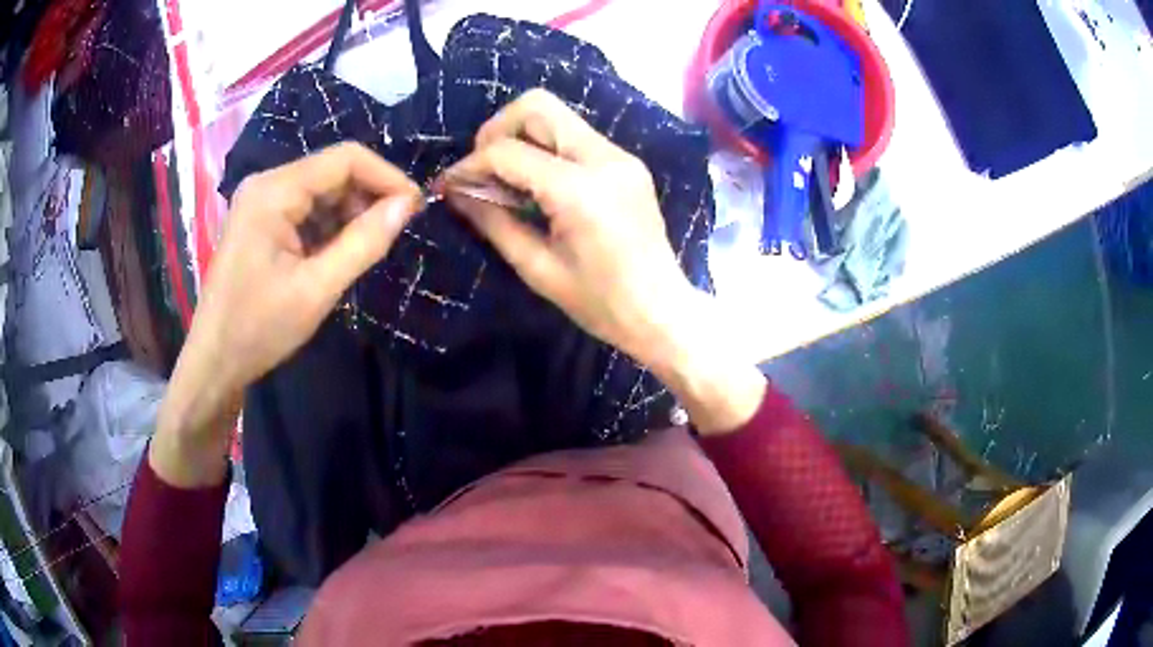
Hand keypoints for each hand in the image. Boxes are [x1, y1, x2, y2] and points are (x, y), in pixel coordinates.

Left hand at [152, 143, 421, 485]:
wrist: (214, 361)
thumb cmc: (259, 329)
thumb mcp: (317, 289)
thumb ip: (364, 243)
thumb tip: (408, 205)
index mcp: (274, 191)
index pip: (345, 159)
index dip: (386, 177)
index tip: (415, 209)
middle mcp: (267, 184)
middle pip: (332, 171)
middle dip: (368, 196)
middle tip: (393, 234)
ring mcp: (261, 201)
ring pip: (321, 190)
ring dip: (350, 213)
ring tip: (367, 248)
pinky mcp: (261, 220)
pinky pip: (306, 209)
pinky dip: (329, 225)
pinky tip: (338, 253)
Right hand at [440, 89, 692, 363]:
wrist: (662, 311)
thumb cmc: (600, 304)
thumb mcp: (538, 269)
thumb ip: (493, 222)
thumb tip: (456, 193)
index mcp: (581, 191)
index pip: (509, 152)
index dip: (470, 165)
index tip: (449, 185)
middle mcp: (605, 158)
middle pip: (538, 106)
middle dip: (497, 130)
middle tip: (482, 169)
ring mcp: (620, 156)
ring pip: (557, 116)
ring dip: (521, 136)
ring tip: (505, 177)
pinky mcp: (626, 163)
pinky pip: (575, 135)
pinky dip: (545, 148)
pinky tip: (536, 183)